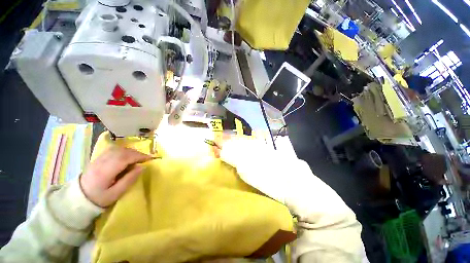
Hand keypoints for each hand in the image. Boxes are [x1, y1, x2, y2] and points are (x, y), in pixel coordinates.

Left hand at [80, 147, 152, 206]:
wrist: (78, 198)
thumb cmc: (99, 198)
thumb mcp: (116, 193)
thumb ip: (129, 180)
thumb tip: (142, 167)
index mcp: (105, 171)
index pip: (124, 158)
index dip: (139, 156)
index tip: (149, 159)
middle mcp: (101, 162)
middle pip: (122, 151)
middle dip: (136, 153)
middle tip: (145, 159)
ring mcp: (98, 159)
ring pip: (117, 149)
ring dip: (130, 151)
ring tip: (137, 158)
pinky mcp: (97, 158)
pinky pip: (113, 150)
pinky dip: (123, 151)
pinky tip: (127, 157)